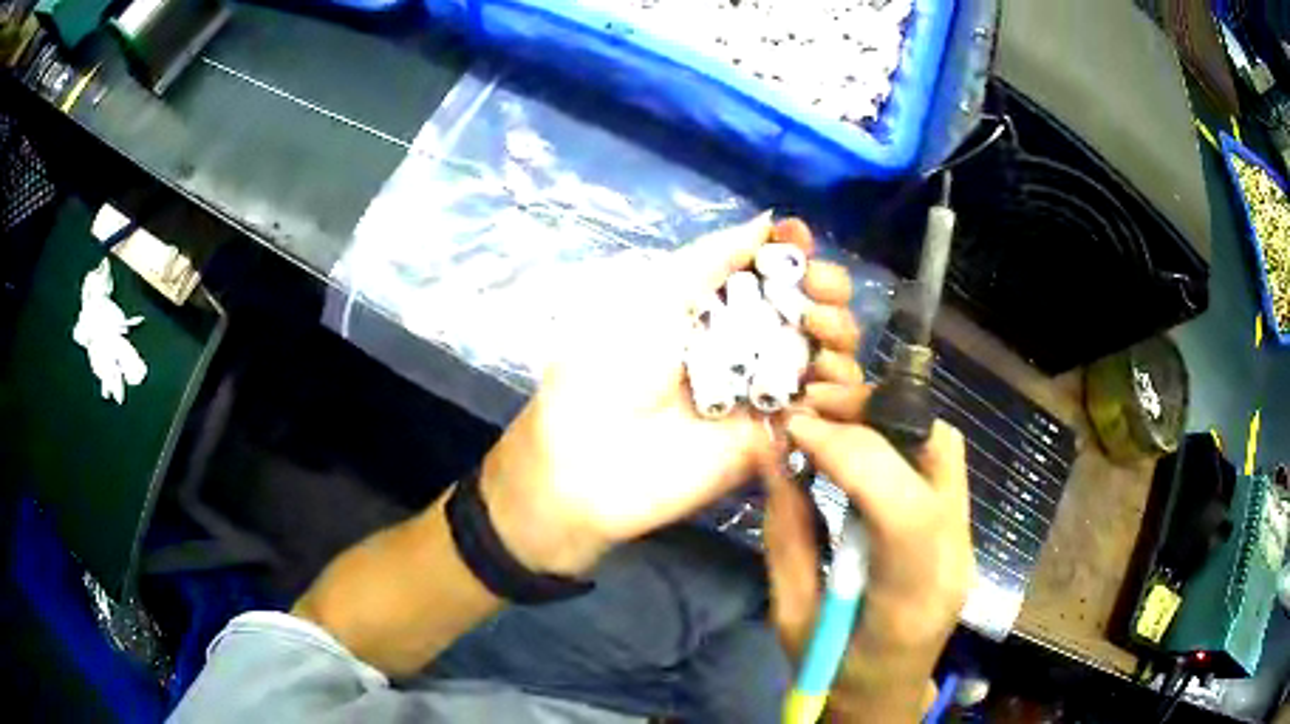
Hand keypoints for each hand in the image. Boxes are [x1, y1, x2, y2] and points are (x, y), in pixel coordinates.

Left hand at [479, 214, 860, 576]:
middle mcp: (749, 346)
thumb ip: (714, 256)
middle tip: (817, 294)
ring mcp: (767, 394)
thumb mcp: (656, 294)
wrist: (590, 458)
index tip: (802, 239)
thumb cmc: (611, 366)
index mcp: (717, 310)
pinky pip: (830, 416)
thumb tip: (769, 219)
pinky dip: (843, 396)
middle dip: (829, 290)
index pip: (776, 274)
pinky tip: (820, 388)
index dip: (796, 254)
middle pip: (815, 311)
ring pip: (832, 358)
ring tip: (819, 337)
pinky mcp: (779, 441)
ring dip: (841, 336)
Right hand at [763, 377, 973, 719]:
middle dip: (875, 412)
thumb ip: (786, 535)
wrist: (886, 696)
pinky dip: (897, 437)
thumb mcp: (792, 617)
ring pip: (944, 445)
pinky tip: (857, 443)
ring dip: (888, 416)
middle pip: (940, 453)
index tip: (795, 428)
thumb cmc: (834, 675)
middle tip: (814, 405)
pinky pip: (937, 462)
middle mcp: (955, 557)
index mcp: (913, 599)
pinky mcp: (959, 528)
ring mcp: (966, 539)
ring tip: (832, 414)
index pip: (904, 506)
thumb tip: (773, 455)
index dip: (850, 453)